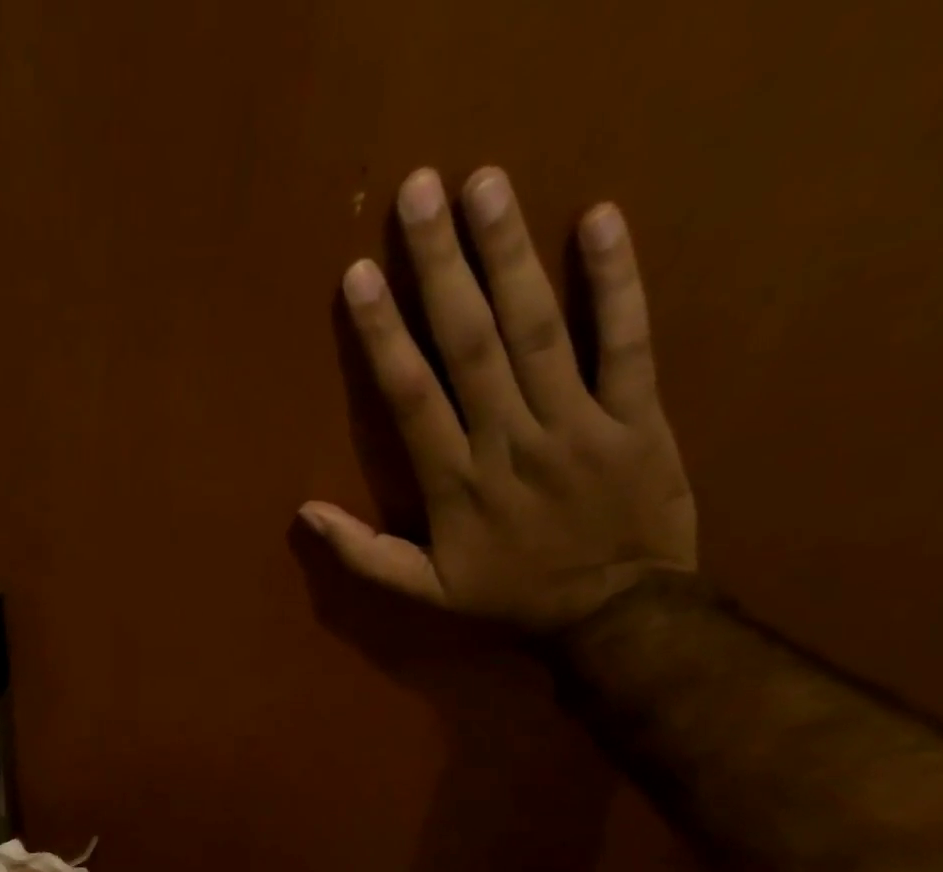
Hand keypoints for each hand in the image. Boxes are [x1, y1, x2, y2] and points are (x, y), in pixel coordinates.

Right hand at [300, 167, 696, 632]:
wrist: (616, 614)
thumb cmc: (510, 598)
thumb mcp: (425, 592)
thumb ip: (364, 555)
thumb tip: (304, 512)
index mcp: (456, 485)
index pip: (412, 397)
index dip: (384, 335)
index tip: (359, 277)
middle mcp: (510, 443)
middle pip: (471, 345)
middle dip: (440, 268)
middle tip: (418, 192)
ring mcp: (577, 424)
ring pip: (538, 331)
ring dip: (510, 255)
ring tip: (485, 185)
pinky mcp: (638, 415)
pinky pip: (627, 341)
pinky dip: (616, 281)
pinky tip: (599, 219)